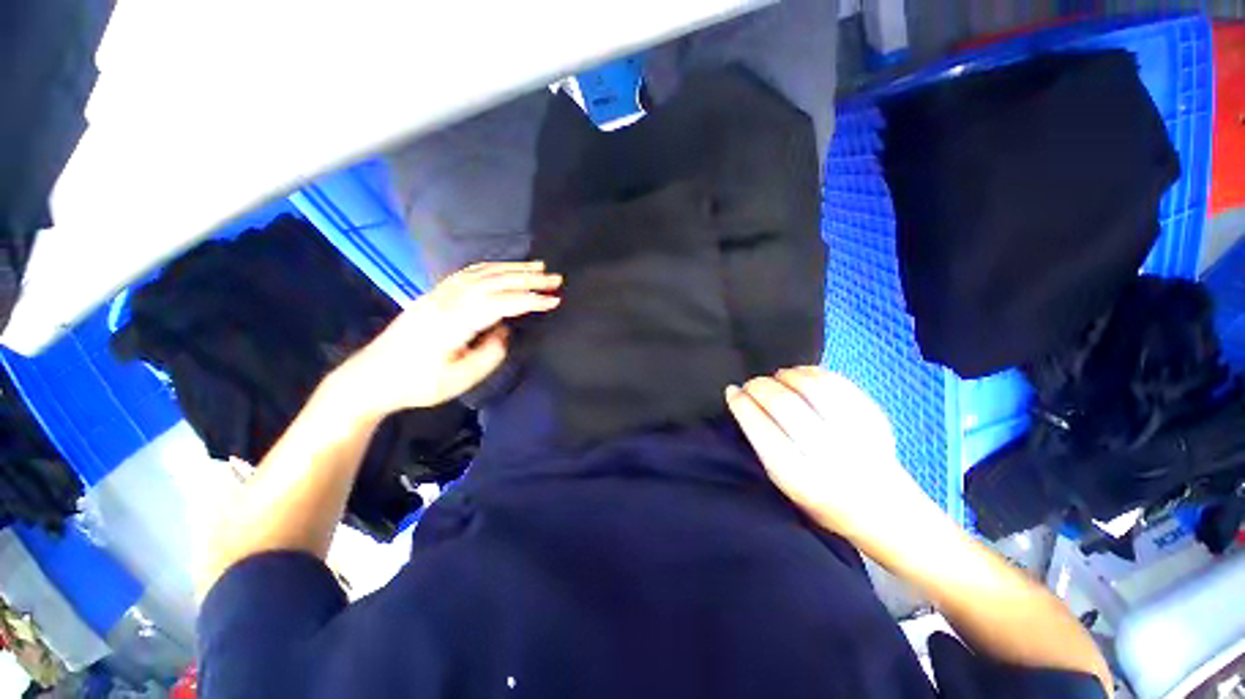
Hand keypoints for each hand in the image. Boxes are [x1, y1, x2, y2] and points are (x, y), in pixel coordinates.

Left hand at [339, 261, 561, 417]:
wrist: (371, 378)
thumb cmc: (418, 384)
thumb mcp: (460, 379)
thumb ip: (490, 354)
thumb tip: (503, 331)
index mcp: (455, 321)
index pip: (502, 303)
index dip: (531, 300)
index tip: (555, 300)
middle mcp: (448, 300)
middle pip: (494, 281)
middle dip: (528, 278)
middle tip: (556, 278)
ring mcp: (439, 294)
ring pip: (482, 273)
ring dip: (512, 268)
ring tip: (537, 268)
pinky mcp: (434, 295)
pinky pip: (467, 273)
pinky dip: (490, 267)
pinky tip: (502, 269)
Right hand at [725, 367, 929, 540]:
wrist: (886, 511)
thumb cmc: (824, 502)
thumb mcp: (784, 484)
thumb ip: (763, 444)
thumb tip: (741, 399)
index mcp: (800, 478)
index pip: (760, 428)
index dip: (741, 404)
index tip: (731, 391)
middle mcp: (828, 455)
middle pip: (783, 403)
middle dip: (759, 386)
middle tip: (751, 384)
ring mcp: (856, 433)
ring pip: (811, 387)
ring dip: (785, 375)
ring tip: (777, 377)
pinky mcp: (874, 417)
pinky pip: (836, 381)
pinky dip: (812, 372)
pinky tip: (801, 375)